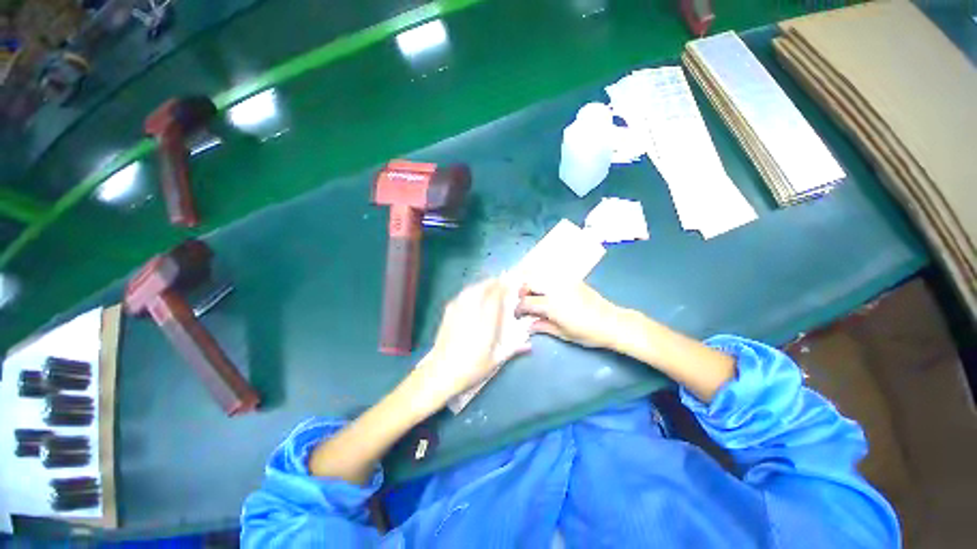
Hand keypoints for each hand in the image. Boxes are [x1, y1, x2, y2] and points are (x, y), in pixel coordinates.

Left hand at [415, 278, 529, 401]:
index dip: (503, 286)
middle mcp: (471, 312)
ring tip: (489, 285)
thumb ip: (513, 348)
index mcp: (485, 322)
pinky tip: (472, 294)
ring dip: (482, 285)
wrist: (440, 372)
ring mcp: (457, 311)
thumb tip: (529, 344)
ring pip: (471, 289)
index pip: (495, 296)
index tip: (511, 281)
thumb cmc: (470, 368)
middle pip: (482, 288)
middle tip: (502, 281)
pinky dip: (470, 291)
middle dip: (493, 282)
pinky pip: (461, 295)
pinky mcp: (448, 314)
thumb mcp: (495, 361)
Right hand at [515, 281, 627, 348]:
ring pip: (541, 276)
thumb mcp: (562, 333)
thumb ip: (542, 326)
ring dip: (533, 284)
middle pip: (530, 283)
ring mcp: (564, 282)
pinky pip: (553, 276)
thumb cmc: (587, 332)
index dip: (518, 309)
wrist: (612, 322)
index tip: (518, 316)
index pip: (526, 302)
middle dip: (523, 292)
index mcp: (551, 304)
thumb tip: (529, 325)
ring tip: (534, 295)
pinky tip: (547, 291)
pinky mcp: (573, 280)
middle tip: (524, 302)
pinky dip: (544, 281)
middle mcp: (555, 289)